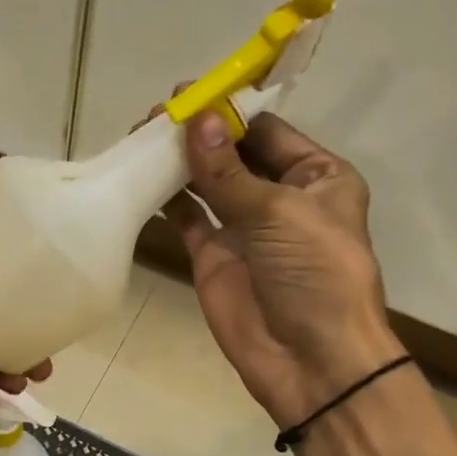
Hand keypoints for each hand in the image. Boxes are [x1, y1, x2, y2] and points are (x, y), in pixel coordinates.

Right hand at [167, 112, 401, 425]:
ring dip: (178, 161)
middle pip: (233, 152)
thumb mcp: (279, 213)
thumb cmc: (315, 274)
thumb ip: (229, 170)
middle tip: (155, 115)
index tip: (188, 94)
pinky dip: (166, 198)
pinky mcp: (214, 256)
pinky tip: (141, 177)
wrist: (311, 361)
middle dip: (198, 133)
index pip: (267, 131)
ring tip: (140, 137)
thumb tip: (194, 120)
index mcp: (316, 177)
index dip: (229, 111)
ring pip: (206, 182)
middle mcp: (280, 196)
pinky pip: (188, 217)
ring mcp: (244, 227)